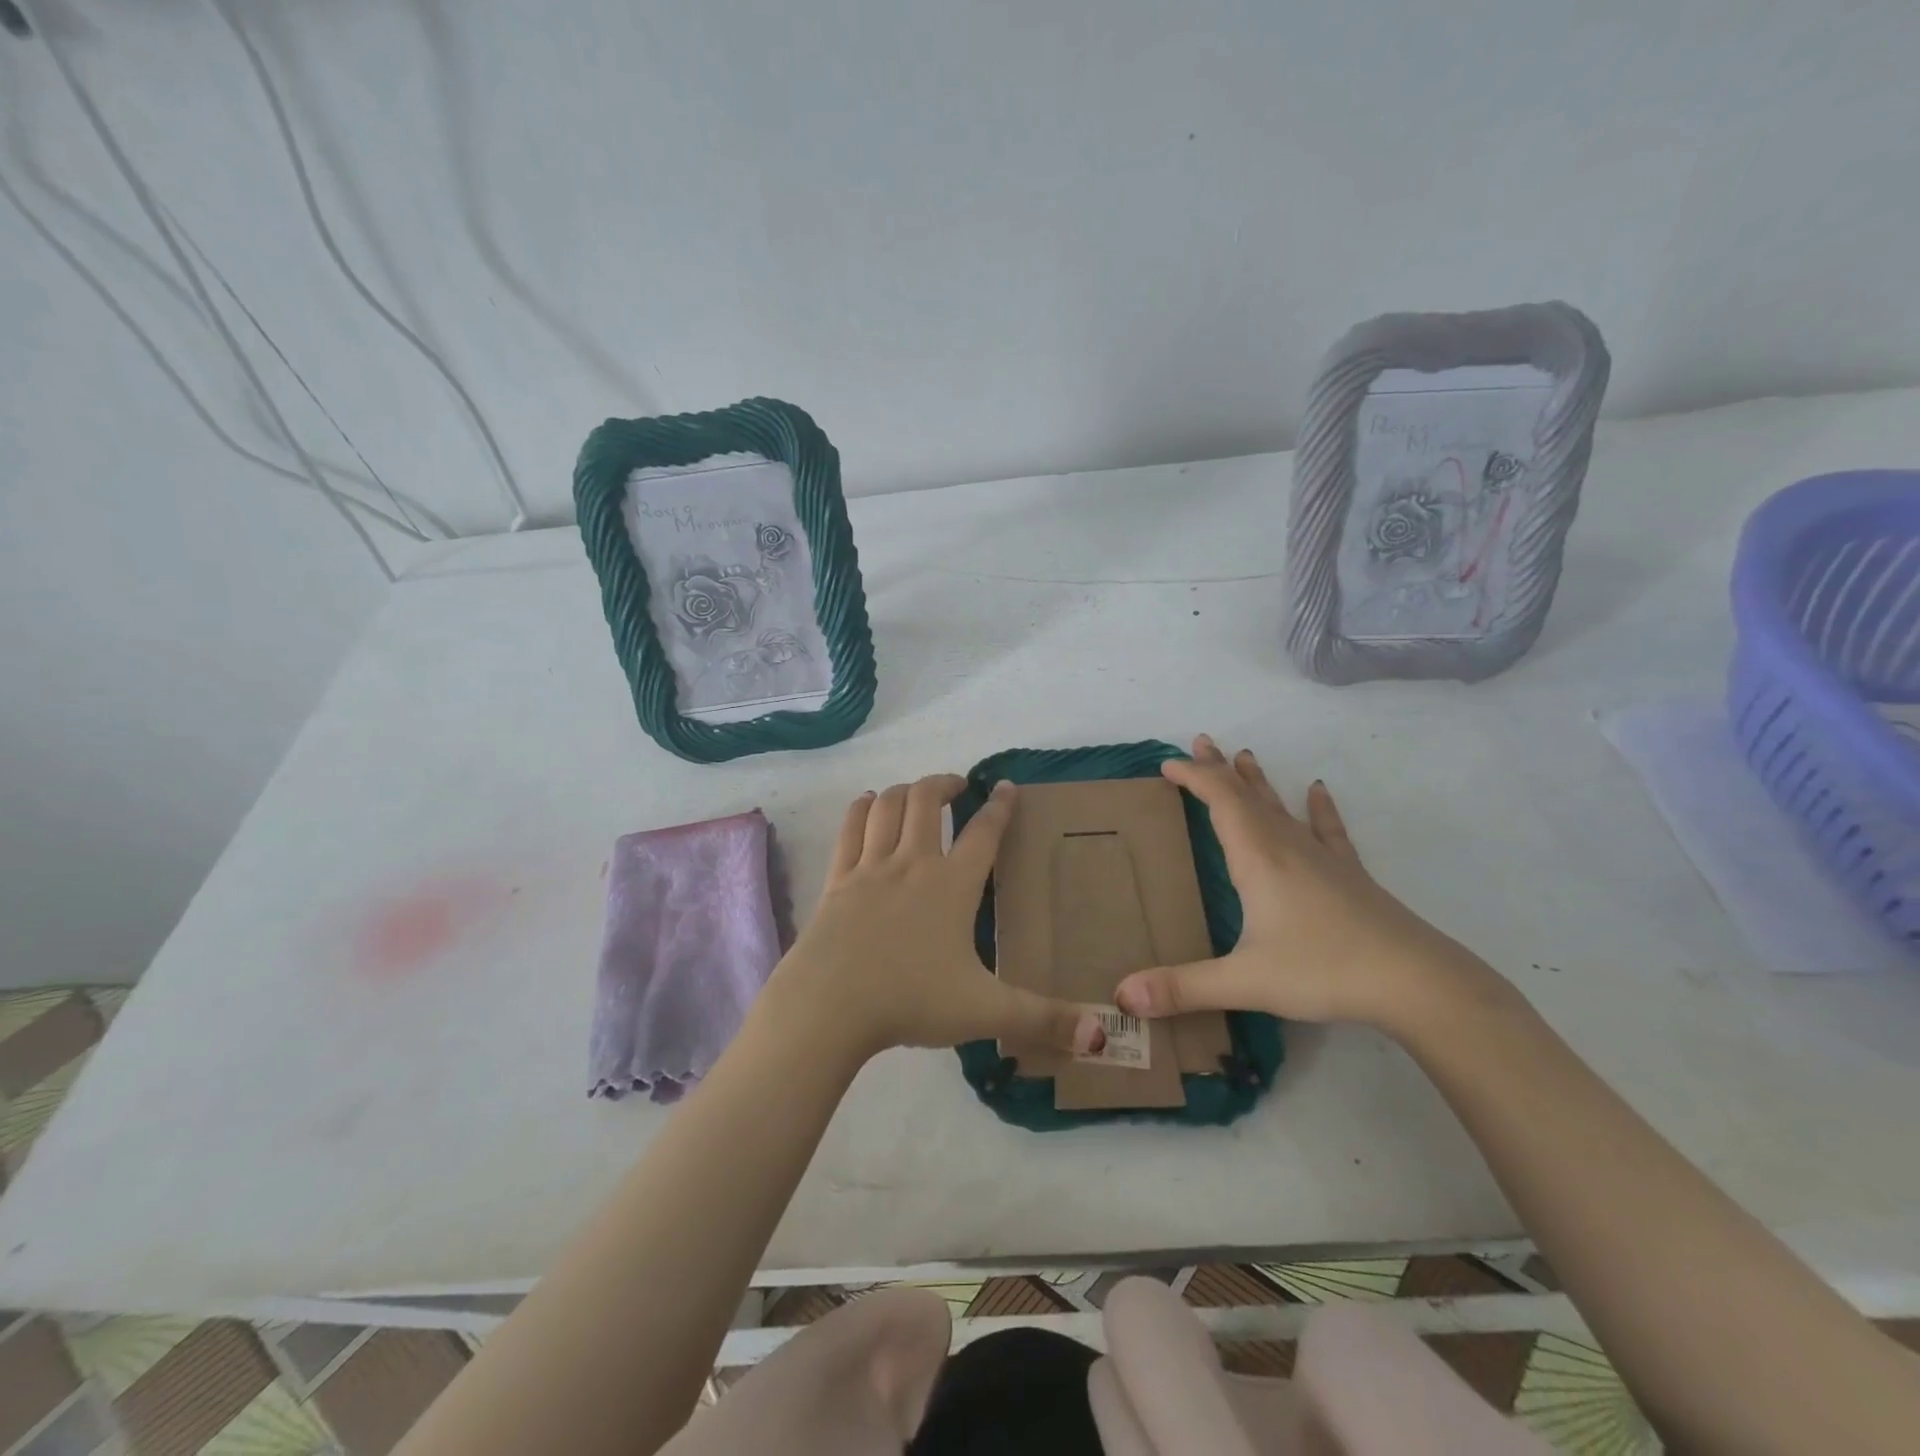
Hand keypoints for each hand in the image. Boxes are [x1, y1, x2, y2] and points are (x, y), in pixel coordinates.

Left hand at [761, 775, 1104, 1064]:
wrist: (830, 1006)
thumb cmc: (910, 1001)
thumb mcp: (984, 1011)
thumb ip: (1042, 1019)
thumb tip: (1100, 1035)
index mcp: (953, 885)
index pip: (984, 832)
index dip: (1000, 805)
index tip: (1006, 786)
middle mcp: (912, 863)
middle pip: (926, 800)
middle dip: (944, 785)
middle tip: (957, 787)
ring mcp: (870, 867)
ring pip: (888, 806)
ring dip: (905, 790)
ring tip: (916, 793)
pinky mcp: (837, 879)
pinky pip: (850, 828)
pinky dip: (862, 807)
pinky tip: (869, 803)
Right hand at [1115, 735, 1505, 1033]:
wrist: (1416, 982)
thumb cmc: (1323, 970)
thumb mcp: (1244, 981)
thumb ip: (1181, 987)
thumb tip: (1122, 996)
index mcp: (1258, 859)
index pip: (1220, 801)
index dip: (1194, 777)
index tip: (1167, 763)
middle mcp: (1286, 847)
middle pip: (1247, 795)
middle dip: (1220, 768)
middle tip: (1201, 741)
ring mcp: (1322, 858)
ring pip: (1281, 807)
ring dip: (1258, 781)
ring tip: (1244, 754)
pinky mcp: (1349, 875)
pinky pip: (1327, 830)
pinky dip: (1318, 808)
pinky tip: (1318, 790)